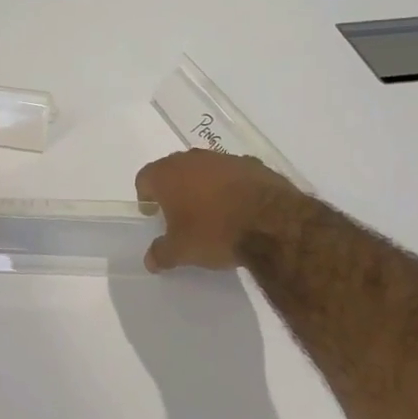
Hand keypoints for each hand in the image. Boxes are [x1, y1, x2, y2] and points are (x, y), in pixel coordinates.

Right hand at [136, 150, 303, 272]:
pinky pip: (233, 174)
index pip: (144, 178)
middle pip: (174, 170)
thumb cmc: (214, 232)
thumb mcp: (181, 251)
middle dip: (174, 189)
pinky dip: (231, 187)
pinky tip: (239, 208)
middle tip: (179, 213)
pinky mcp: (253, 164)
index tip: (152, 213)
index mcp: (168, 174)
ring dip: (203, 185)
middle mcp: (193, 159)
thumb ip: (161, 253)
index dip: (145, 196)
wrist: (272, 222)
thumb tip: (150, 260)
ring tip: (211, 211)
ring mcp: (224, 158)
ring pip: (205, 169)